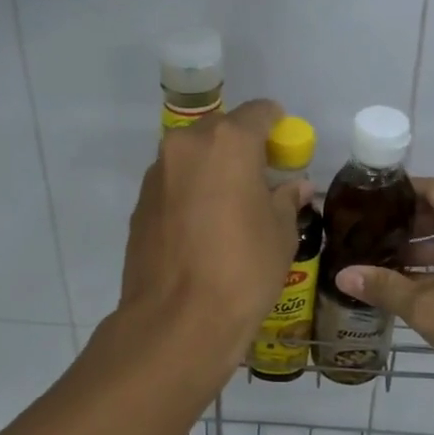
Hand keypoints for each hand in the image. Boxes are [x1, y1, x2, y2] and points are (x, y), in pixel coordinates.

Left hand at [118, 99, 312, 366]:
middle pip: (221, 131)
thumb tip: (293, 186)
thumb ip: (286, 199)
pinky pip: (174, 185)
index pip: (260, 112)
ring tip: (230, 211)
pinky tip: (203, 231)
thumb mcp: (280, 234)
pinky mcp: (139, 204)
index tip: (285, 154)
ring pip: (194, 158)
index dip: (278, 129)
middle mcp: (186, 146)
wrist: (177, 321)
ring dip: (214, 172)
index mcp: (227, 142)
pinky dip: (191, 194)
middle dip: (243, 150)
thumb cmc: (243, 271)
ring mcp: (157, 174)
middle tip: (260, 185)